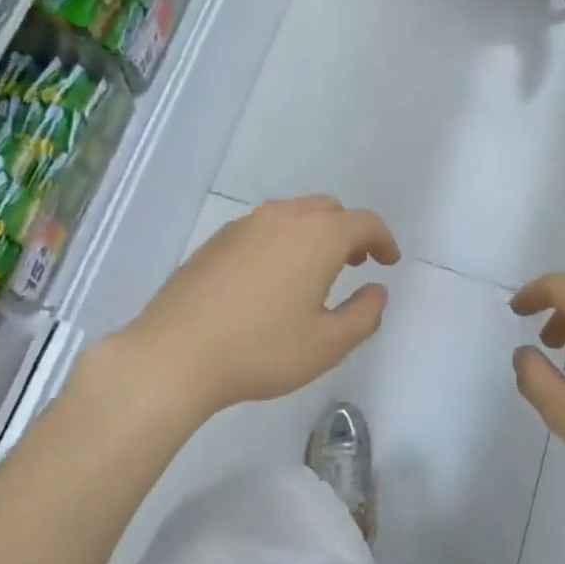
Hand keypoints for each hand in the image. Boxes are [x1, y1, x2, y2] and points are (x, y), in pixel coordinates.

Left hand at [126, 197, 399, 417]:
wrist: (175, 354)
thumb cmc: (261, 350)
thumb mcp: (327, 344)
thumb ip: (364, 315)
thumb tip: (377, 290)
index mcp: (317, 237)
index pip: (363, 222)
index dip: (383, 239)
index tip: (389, 261)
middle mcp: (283, 218)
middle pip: (328, 209)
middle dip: (349, 232)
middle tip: (355, 263)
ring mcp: (244, 226)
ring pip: (293, 214)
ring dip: (314, 233)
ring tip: (315, 270)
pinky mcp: (216, 241)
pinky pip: (263, 227)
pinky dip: (282, 240)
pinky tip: (272, 277)